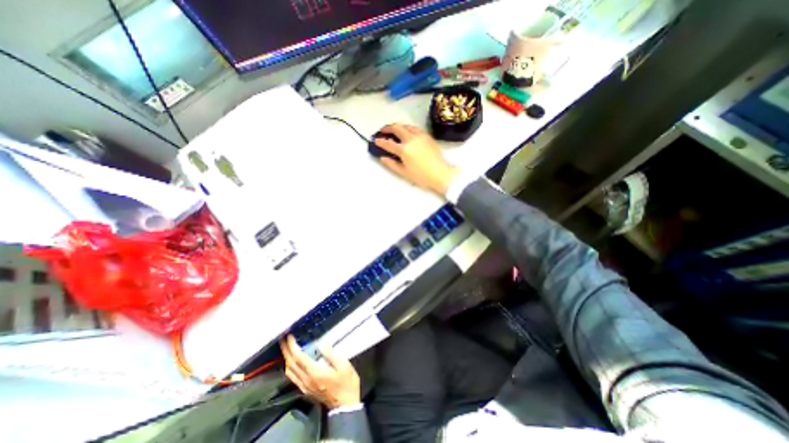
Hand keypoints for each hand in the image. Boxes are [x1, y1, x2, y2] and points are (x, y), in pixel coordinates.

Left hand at [280, 336, 358, 407]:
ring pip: (289, 372)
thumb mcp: (343, 365)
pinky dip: (290, 367)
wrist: (345, 404)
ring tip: (286, 348)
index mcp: (315, 372)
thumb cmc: (346, 382)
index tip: (289, 336)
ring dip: (286, 359)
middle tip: (283, 339)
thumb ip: (331, 354)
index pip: (299, 357)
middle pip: (291, 364)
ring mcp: (305, 386)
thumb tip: (322, 343)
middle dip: (286, 351)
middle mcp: (306, 380)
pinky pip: (293, 377)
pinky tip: (292, 363)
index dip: (292, 346)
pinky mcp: (306, 390)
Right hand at [376, 123, 462, 192]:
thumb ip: (392, 164)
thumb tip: (383, 158)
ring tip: (394, 130)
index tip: (375, 140)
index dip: (380, 141)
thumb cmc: (422, 176)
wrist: (441, 173)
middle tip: (383, 131)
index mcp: (404, 149)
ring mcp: (420, 136)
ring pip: (406, 125)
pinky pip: (415, 128)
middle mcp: (411, 139)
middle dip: (387, 128)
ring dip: (398, 126)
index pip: (388, 143)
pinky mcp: (427, 136)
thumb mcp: (404, 173)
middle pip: (397, 128)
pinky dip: (408, 128)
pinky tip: (407, 132)